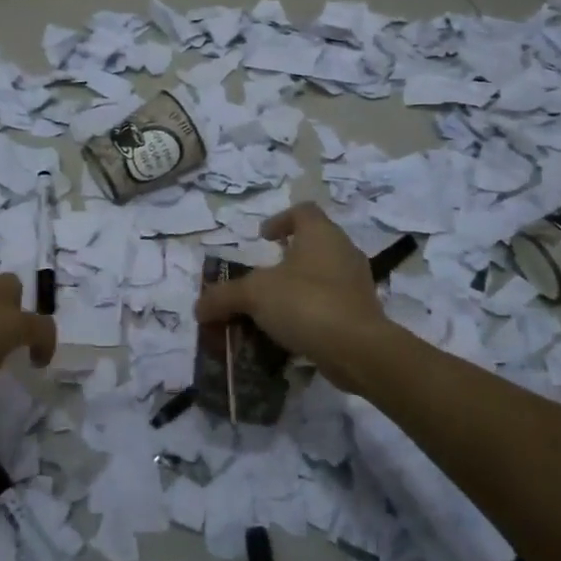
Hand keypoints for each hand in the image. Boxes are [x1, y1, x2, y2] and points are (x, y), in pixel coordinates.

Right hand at [195, 203, 389, 393]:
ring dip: (297, 288)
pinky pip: (331, 304)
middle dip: (285, 260)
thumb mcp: (254, 295)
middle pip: (312, 244)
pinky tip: (291, 332)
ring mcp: (356, 283)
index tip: (262, 238)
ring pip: (322, 276)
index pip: (302, 211)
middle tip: (262, 278)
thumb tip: (198, 307)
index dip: (280, 220)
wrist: (358, 349)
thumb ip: (223, 297)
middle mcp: (343, 251)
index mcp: (321, 234)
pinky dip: (311, 312)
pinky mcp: (362, 312)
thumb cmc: (306, 303)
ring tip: (272, 309)